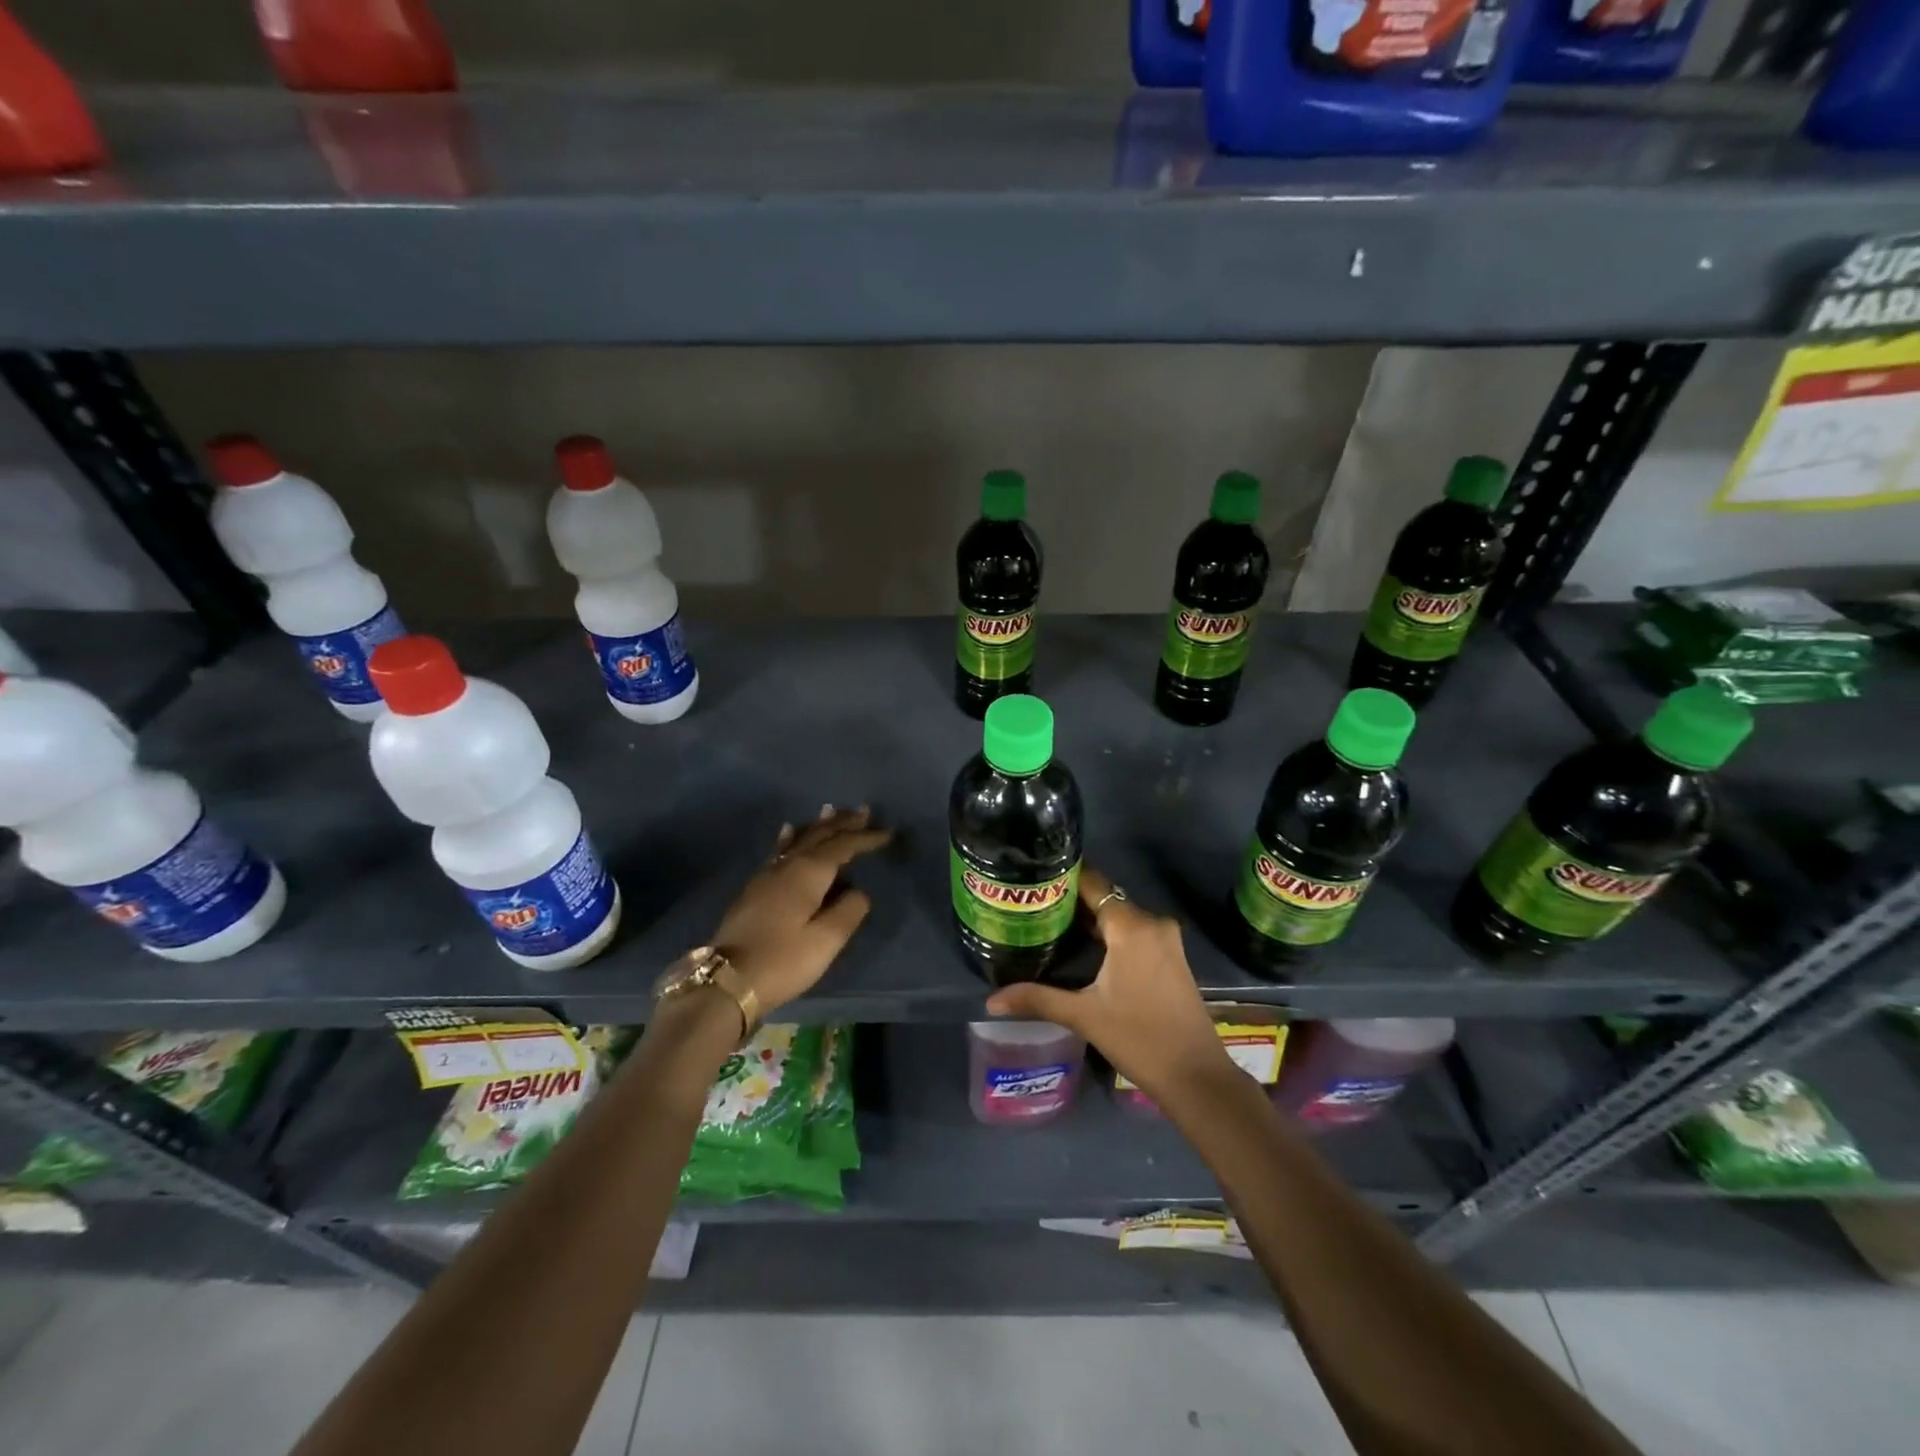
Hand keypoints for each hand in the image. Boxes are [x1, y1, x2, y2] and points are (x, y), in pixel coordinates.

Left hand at [708, 805, 891, 1015]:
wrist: (727, 980)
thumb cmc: (783, 960)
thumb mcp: (826, 940)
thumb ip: (849, 910)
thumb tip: (858, 891)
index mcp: (808, 872)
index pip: (843, 846)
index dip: (865, 838)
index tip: (887, 833)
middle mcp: (787, 865)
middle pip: (818, 835)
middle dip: (842, 823)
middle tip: (863, 810)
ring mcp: (767, 874)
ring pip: (798, 839)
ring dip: (818, 825)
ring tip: (830, 810)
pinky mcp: (755, 888)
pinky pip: (781, 850)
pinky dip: (791, 837)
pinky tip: (788, 833)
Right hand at [984, 865, 1231, 1101]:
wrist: (1196, 1076)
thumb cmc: (1139, 1039)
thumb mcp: (1083, 1016)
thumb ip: (1037, 998)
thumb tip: (990, 1000)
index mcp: (1132, 927)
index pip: (1093, 884)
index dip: (1063, 879)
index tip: (1032, 880)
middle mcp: (1152, 922)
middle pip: (1105, 899)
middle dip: (1071, 902)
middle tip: (1032, 907)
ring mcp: (1166, 939)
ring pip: (1120, 916)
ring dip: (1090, 920)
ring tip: (1050, 925)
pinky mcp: (1172, 956)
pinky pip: (1134, 931)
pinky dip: (1110, 934)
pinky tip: (1083, 948)